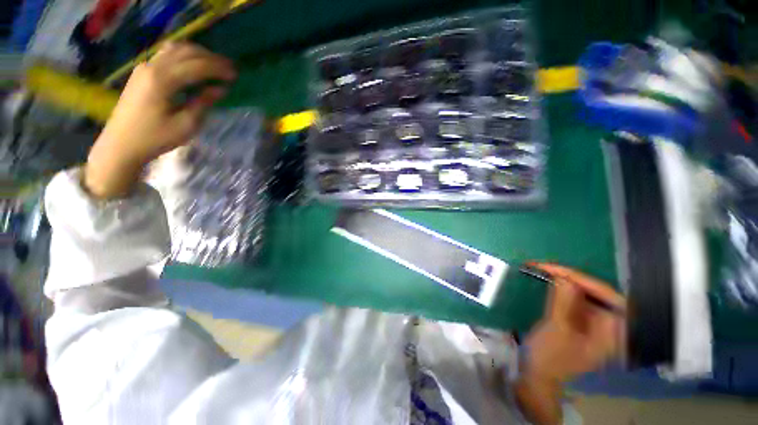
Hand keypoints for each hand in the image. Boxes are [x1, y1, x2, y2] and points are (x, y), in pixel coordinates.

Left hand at [85, 42, 235, 198]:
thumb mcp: (186, 125)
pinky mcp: (142, 72)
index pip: (196, 66)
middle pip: (186, 51)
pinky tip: (195, 66)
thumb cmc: (155, 138)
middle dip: (211, 58)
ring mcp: (145, 67)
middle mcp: (152, 67)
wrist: (121, 144)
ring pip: (176, 49)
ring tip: (215, 65)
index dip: (218, 68)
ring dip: (198, 54)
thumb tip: (220, 89)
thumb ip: (203, 103)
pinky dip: (185, 57)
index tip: (236, 75)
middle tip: (229, 68)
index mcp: (163, 81)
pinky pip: (167, 55)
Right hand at [525, 263, 624, 383]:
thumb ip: (564, 302)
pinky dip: (561, 289)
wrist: (537, 375)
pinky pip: (574, 299)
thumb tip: (564, 277)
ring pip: (584, 295)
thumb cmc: (550, 357)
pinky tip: (548, 281)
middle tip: (547, 267)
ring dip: (565, 281)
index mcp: (613, 334)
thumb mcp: (557, 329)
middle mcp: (609, 326)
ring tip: (544, 270)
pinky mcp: (579, 322)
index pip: (608, 297)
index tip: (558, 269)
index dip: (585, 280)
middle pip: (598, 294)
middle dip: (573, 278)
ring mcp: (594, 324)